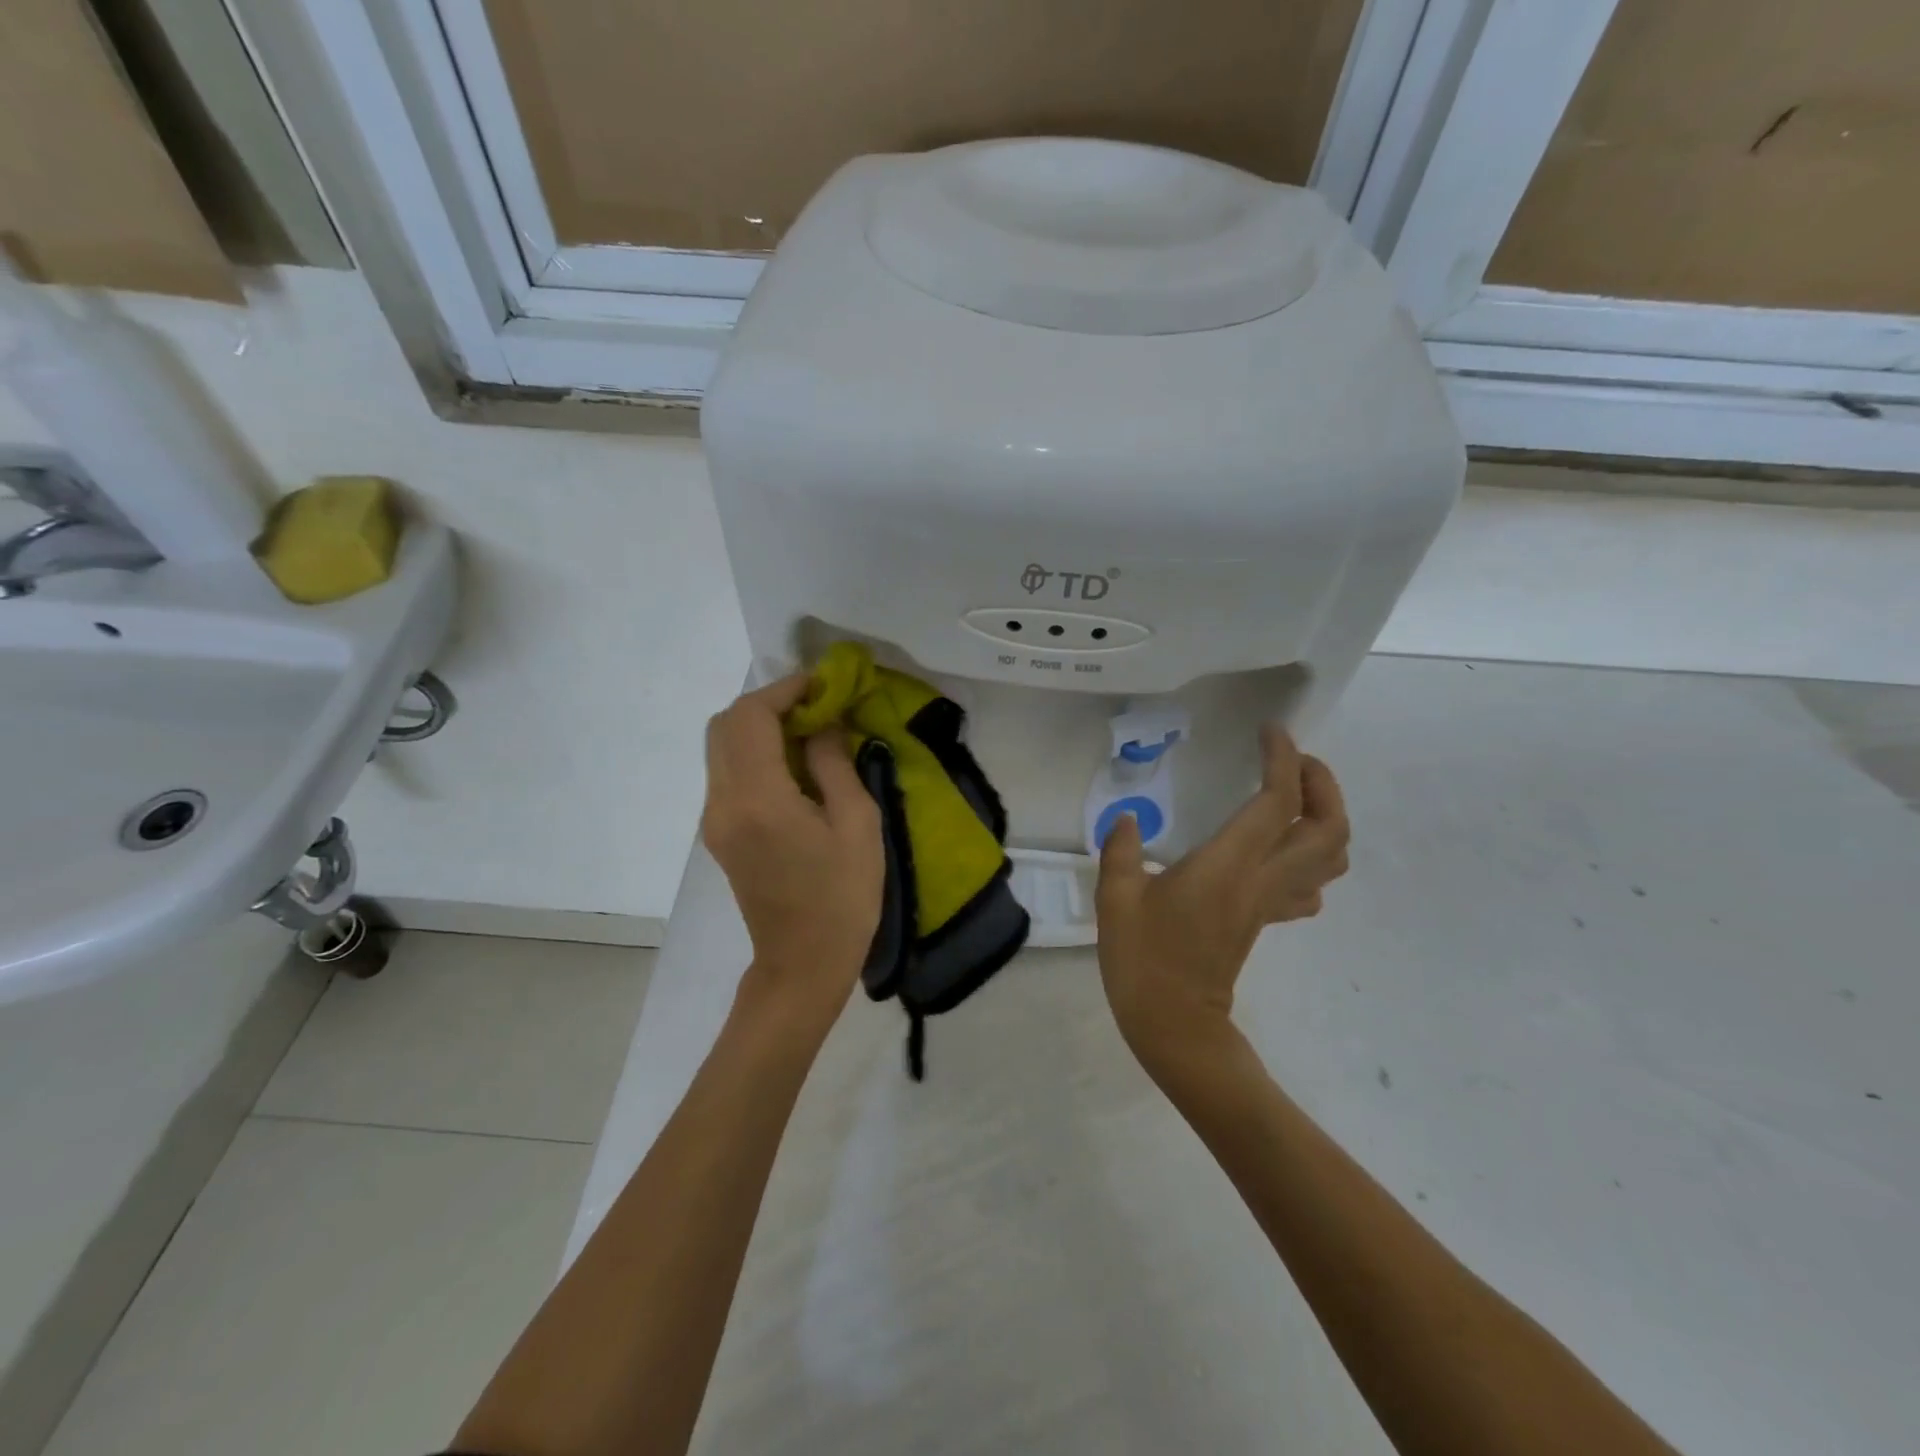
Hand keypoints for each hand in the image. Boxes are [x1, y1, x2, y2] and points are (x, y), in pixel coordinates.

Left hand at [702, 675, 883, 1025]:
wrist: (802, 964)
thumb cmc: (843, 898)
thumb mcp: (858, 824)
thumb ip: (836, 763)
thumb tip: (823, 724)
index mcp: (759, 800)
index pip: (752, 717)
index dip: (785, 690)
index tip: (823, 685)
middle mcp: (723, 803)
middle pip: (724, 724)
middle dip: (768, 704)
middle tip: (815, 707)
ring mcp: (714, 820)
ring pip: (721, 746)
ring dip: (760, 727)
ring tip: (809, 733)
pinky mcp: (718, 833)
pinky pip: (728, 772)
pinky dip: (755, 752)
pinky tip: (794, 766)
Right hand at [1096, 724, 1348, 1070]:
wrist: (1173, 1025)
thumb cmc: (1142, 959)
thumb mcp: (1116, 898)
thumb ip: (1121, 849)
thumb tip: (1126, 818)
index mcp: (1228, 866)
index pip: (1276, 802)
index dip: (1283, 760)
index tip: (1271, 731)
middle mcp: (1261, 880)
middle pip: (1328, 828)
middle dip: (1322, 784)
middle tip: (1293, 760)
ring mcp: (1269, 903)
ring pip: (1331, 858)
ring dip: (1327, 818)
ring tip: (1294, 795)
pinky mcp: (1265, 920)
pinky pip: (1309, 884)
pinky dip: (1311, 856)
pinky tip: (1279, 849)